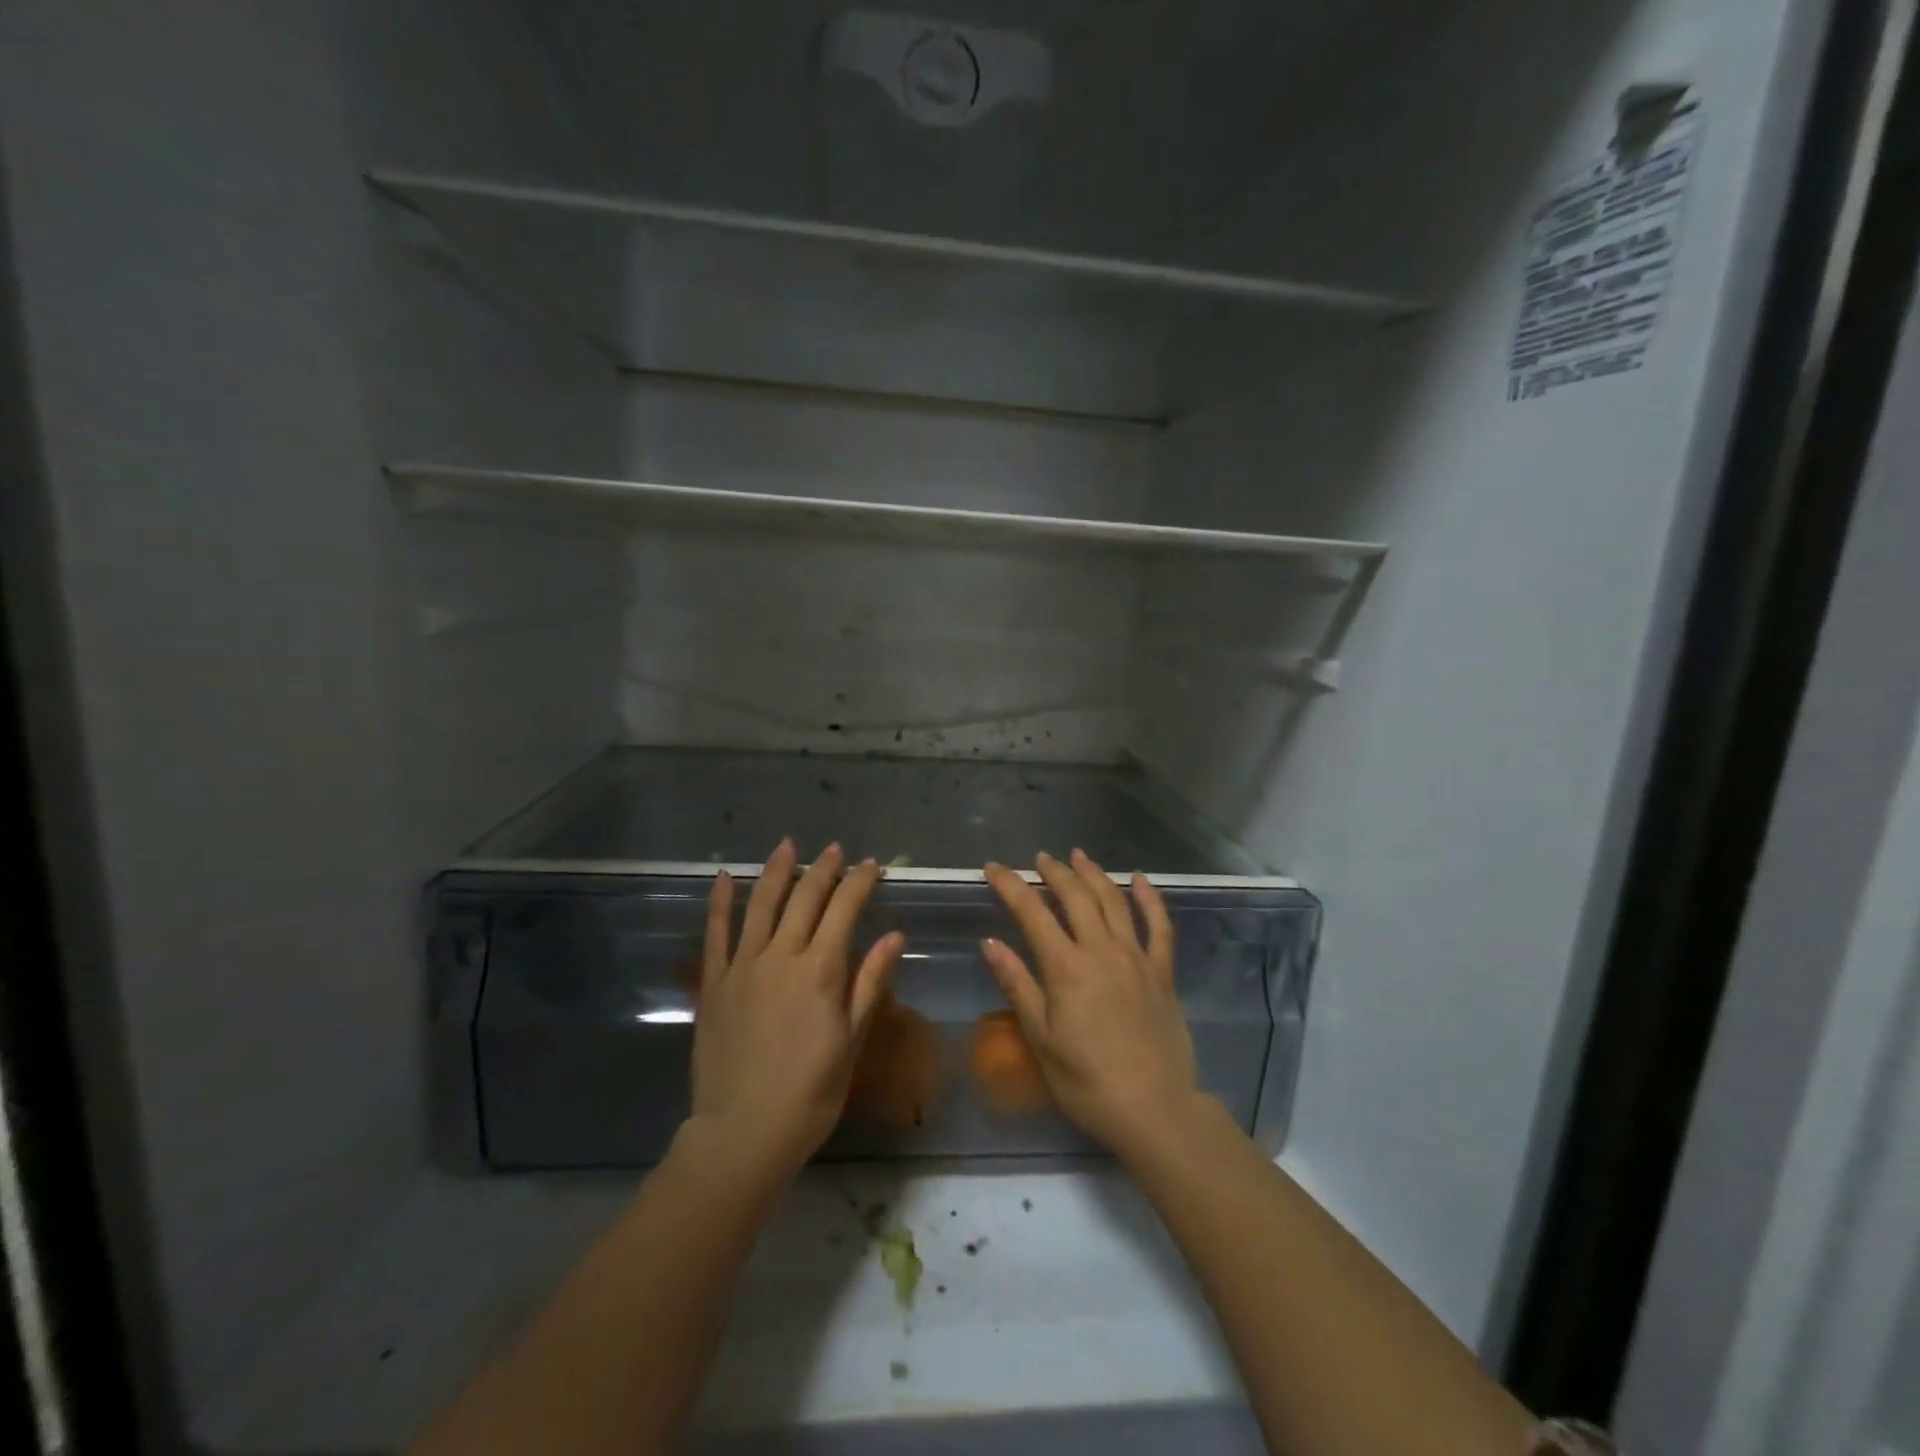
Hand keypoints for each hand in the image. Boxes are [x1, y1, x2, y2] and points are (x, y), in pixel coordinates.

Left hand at [689, 840, 902, 1181]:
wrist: (743, 1132)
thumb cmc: (810, 1092)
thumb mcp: (852, 1039)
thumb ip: (870, 982)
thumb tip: (895, 935)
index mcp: (821, 969)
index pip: (845, 909)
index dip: (860, 882)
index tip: (872, 866)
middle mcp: (781, 955)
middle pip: (805, 897)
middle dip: (824, 869)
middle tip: (836, 850)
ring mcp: (742, 966)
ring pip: (760, 904)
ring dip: (776, 871)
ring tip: (788, 846)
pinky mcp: (713, 982)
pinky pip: (715, 933)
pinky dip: (719, 902)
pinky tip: (723, 878)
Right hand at [981, 850, 1204, 1159]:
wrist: (1154, 1109)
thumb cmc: (1086, 1081)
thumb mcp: (1041, 1038)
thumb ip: (1017, 984)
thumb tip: (990, 942)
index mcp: (1066, 967)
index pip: (1032, 912)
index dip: (1010, 885)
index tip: (994, 868)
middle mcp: (1102, 951)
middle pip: (1076, 897)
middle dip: (1055, 872)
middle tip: (1040, 858)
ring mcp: (1136, 958)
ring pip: (1114, 901)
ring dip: (1094, 875)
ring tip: (1078, 856)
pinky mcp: (1162, 973)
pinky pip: (1159, 926)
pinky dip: (1150, 898)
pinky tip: (1140, 879)